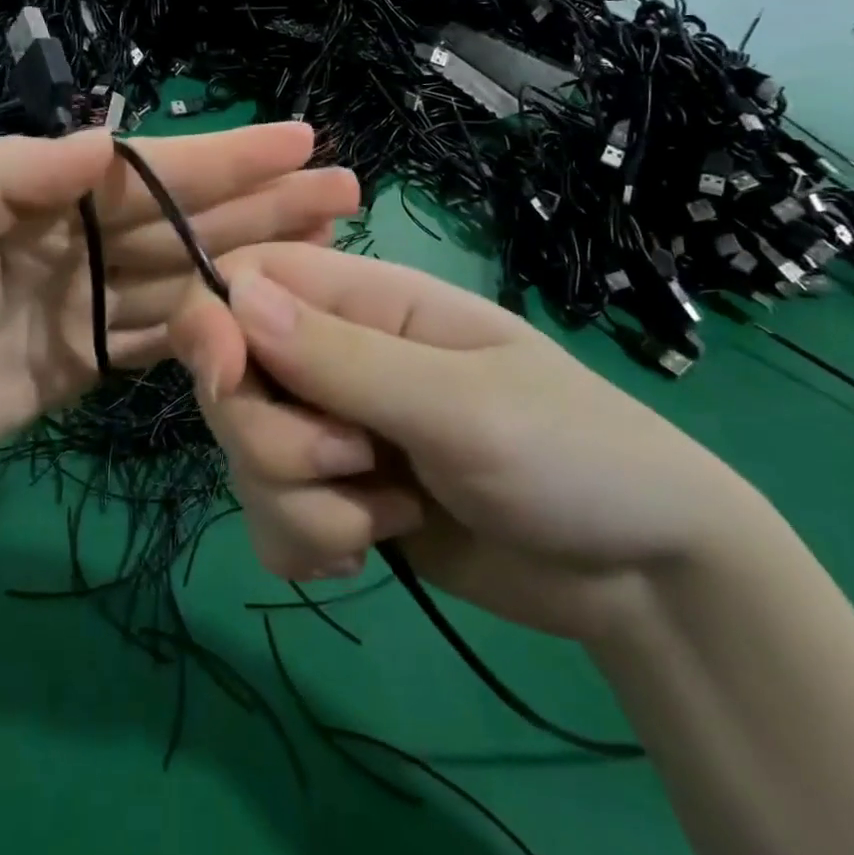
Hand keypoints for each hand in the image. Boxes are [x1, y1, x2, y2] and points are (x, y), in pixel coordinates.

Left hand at [0, 125, 356, 491]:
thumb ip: (7, 177)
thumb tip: (103, 138)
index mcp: (40, 195)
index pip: (147, 171)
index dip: (223, 156)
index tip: (296, 139)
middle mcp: (77, 241)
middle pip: (184, 220)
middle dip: (262, 201)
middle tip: (342, 187)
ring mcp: (87, 305)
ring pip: (186, 277)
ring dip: (254, 260)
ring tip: (326, 242)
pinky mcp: (85, 365)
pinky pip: (159, 341)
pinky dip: (209, 328)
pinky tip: (264, 315)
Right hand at [171, 243, 762, 643]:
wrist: (641, 577)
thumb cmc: (572, 456)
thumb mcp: (461, 404)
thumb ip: (343, 356)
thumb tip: (233, 296)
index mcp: (365, 301)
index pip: (247, 277)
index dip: (213, 321)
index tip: (226, 381)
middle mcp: (333, 356)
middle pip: (230, 379)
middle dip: (274, 440)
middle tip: (355, 463)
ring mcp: (330, 430)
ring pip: (244, 456)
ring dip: (301, 503)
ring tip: (390, 516)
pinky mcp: (334, 498)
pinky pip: (268, 518)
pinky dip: (307, 542)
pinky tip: (368, 548)